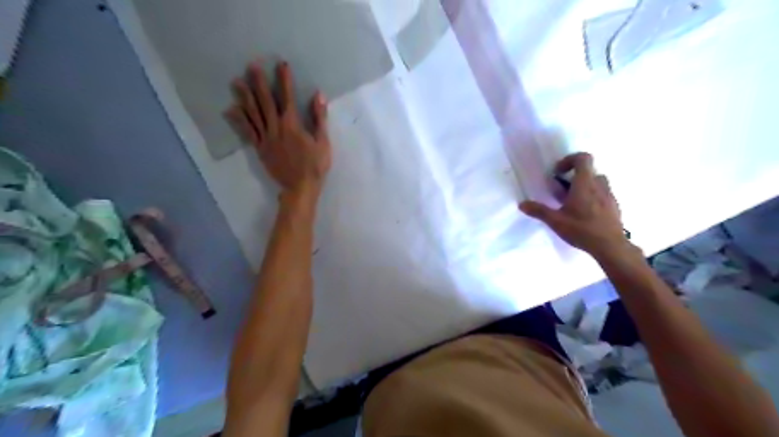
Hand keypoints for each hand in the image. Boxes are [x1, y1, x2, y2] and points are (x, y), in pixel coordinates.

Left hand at [228, 59, 330, 200]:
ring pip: (253, 115)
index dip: (284, 80)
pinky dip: (239, 121)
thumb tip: (318, 95)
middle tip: (251, 66)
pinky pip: (247, 132)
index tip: (281, 64)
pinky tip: (231, 110)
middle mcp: (276, 128)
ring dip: (244, 97)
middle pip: (266, 102)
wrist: (300, 188)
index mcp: (293, 125)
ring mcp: (265, 139)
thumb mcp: (323, 142)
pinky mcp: (260, 149)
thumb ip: (319, 118)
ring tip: (236, 81)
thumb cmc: (315, 166)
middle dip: (259, 83)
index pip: (288, 98)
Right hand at [519, 152, 628, 256]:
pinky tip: (584, 214)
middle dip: (575, 176)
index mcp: (584, 184)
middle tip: (563, 190)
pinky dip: (593, 197)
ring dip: (585, 186)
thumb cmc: (581, 229)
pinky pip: (603, 194)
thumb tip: (521, 204)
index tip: (558, 172)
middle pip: (589, 170)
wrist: (610, 246)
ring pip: (597, 182)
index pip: (583, 158)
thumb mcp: (555, 221)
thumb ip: (538, 211)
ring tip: (573, 202)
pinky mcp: (614, 206)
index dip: (569, 160)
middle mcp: (599, 185)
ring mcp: (609, 195)